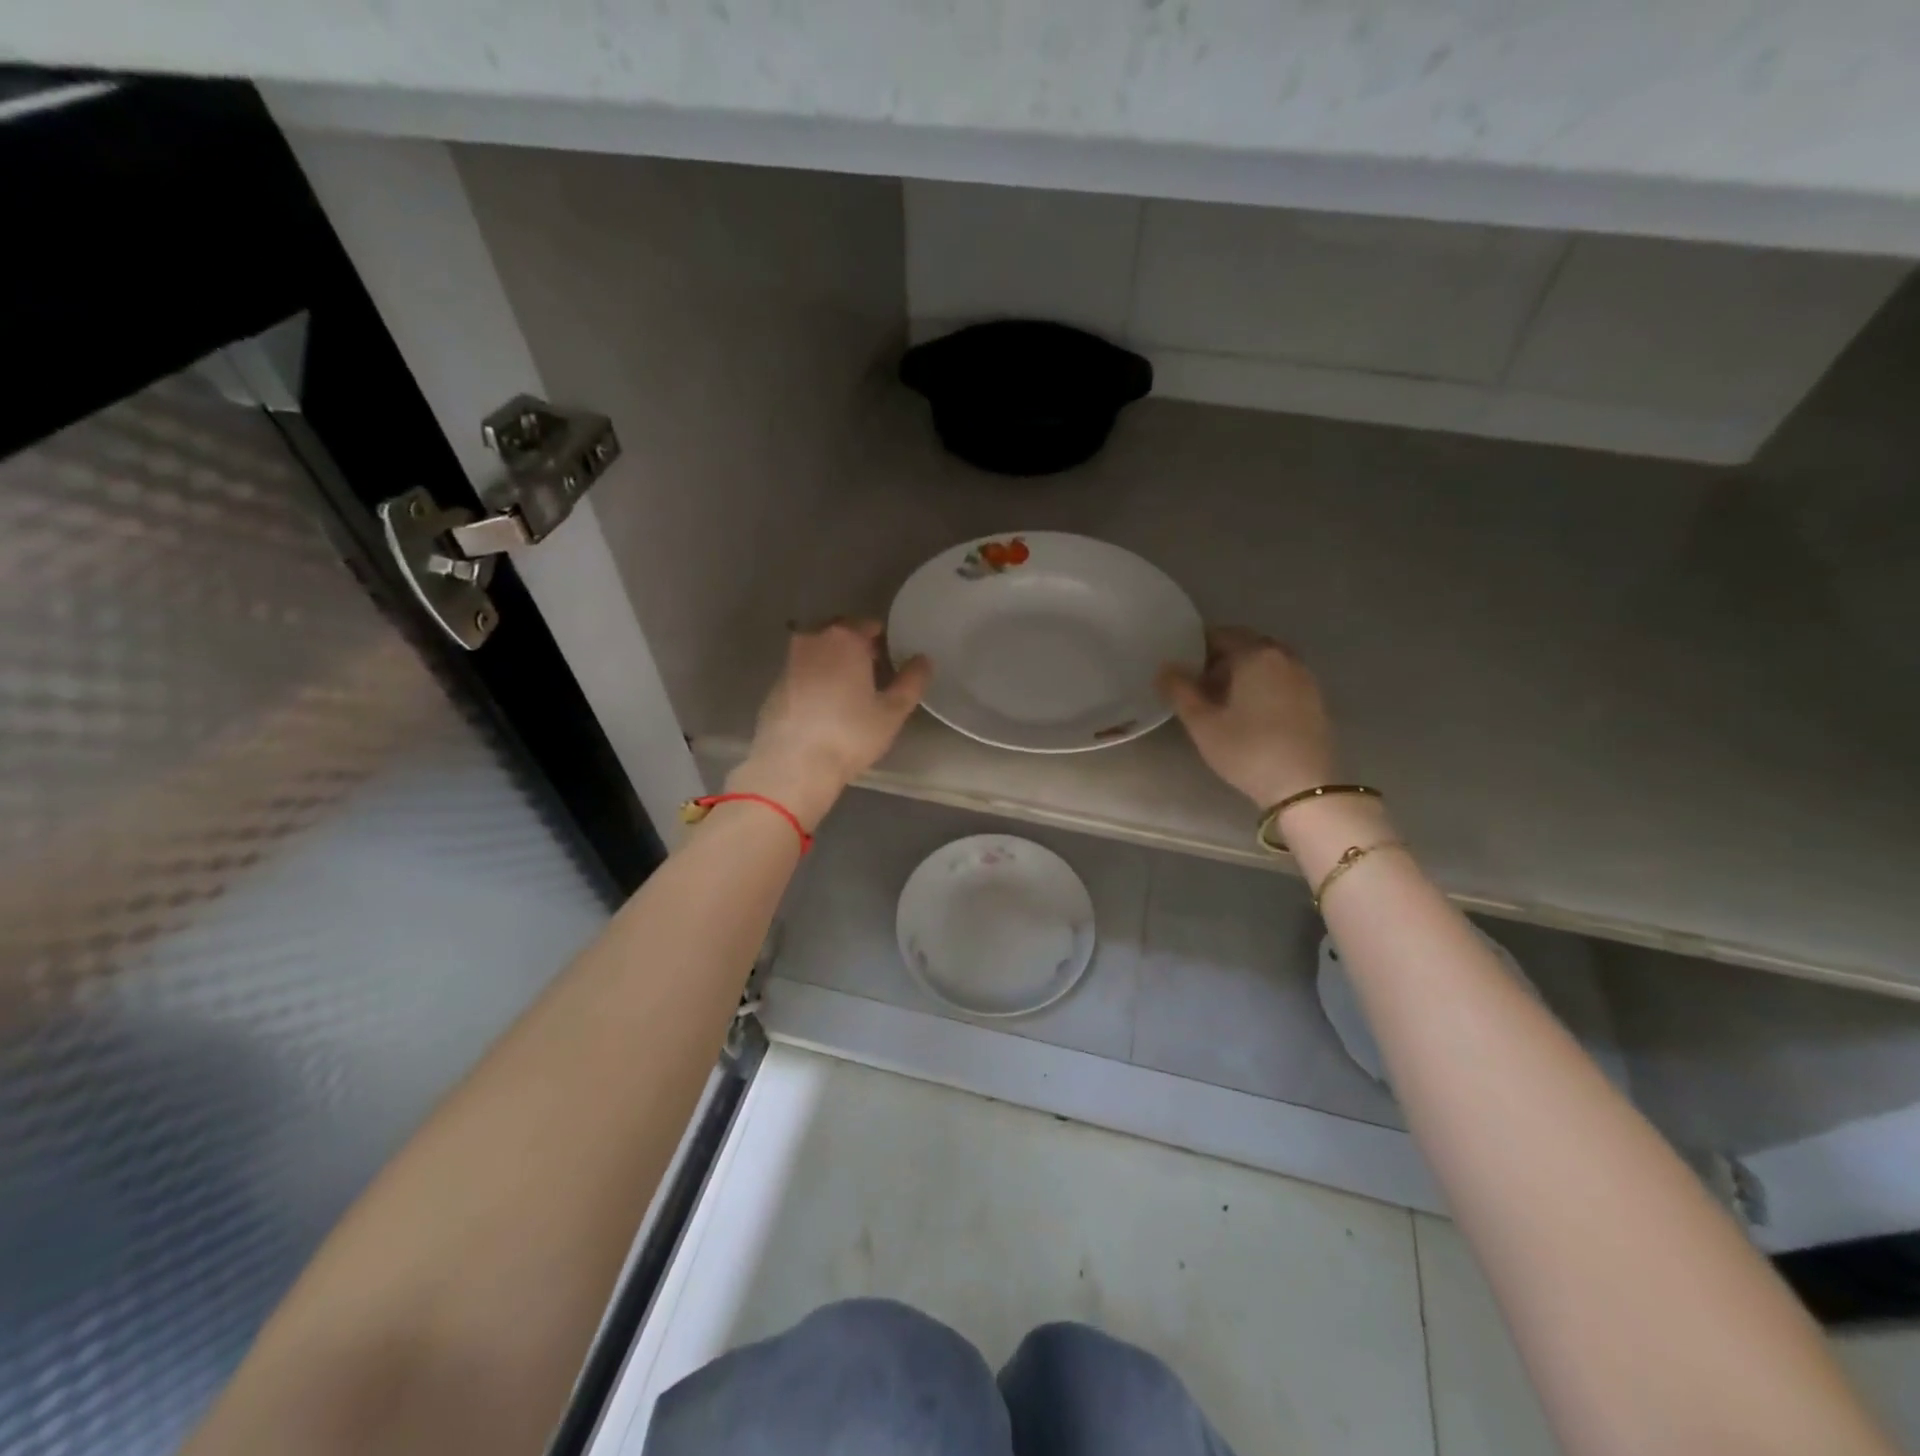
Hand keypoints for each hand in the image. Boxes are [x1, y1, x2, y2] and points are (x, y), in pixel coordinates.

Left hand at [728, 619, 930, 828]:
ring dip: (833, 663)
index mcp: (845, 639)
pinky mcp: (774, 685)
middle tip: (872, 675)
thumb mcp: (892, 711)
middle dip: (856, 648)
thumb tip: (923, 660)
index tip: (890, 661)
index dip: (882, 641)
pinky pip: (802, 673)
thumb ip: (911, 681)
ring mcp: (789, 662)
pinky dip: (814, 680)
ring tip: (848, 692)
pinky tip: (823, 707)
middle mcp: (813, 640)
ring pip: (818, 652)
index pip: (868, 625)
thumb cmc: (850, 734)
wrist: (793, 765)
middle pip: (840, 634)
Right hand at [1158, 627, 1337, 807]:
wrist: (1303, 787)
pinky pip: (1280, 679)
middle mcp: (1283, 657)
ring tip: (1222, 700)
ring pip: (1265, 663)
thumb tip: (1165, 667)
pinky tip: (1249, 712)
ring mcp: (1303, 678)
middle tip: (1198, 684)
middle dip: (1220, 659)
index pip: (1221, 635)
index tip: (1181, 667)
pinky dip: (1262, 685)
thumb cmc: (1247, 750)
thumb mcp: (1202, 723)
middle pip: (1246, 646)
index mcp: (1255, 655)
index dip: (1196, 647)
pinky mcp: (1314, 699)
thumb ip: (1180, 690)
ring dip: (1242, 673)